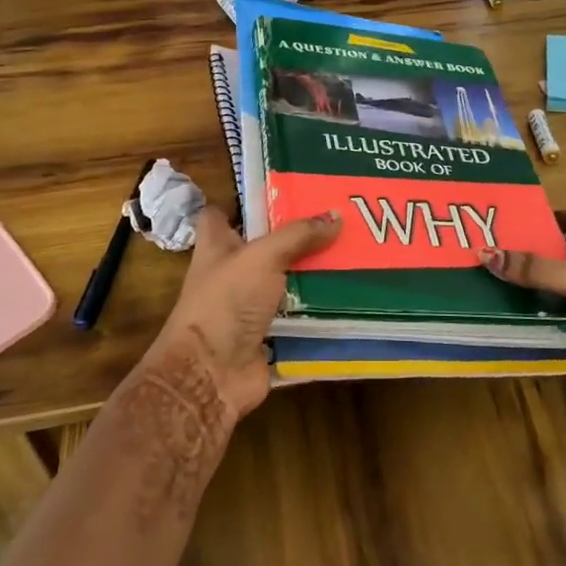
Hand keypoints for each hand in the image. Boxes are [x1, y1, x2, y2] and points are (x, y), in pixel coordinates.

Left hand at [147, 207, 341, 421]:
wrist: (211, 374)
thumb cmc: (225, 302)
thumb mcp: (262, 257)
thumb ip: (297, 236)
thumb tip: (336, 215)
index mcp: (217, 247)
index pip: (220, 215)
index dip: (242, 202)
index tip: (280, 191)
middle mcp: (231, 274)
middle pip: (263, 248)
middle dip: (295, 236)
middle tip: (337, 220)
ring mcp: (249, 307)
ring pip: (284, 282)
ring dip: (312, 274)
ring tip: (353, 254)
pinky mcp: (268, 335)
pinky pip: (298, 317)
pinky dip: (319, 310)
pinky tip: (351, 296)